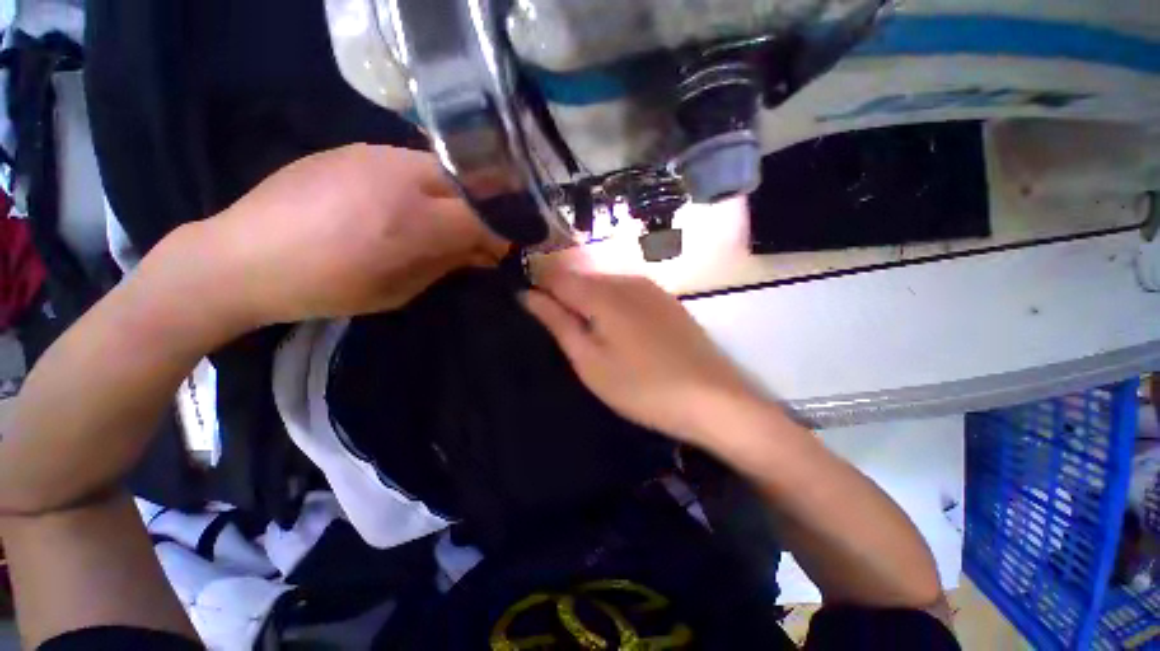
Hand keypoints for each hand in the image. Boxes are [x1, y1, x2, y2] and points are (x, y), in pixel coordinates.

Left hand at [205, 144, 507, 324]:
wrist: (241, 257)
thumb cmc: (326, 288)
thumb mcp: (400, 290)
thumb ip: (448, 265)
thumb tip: (483, 254)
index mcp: (411, 221)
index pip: (483, 218)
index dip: (501, 234)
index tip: (503, 250)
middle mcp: (400, 176)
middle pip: (468, 185)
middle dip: (482, 212)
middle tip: (475, 236)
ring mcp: (374, 153)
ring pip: (441, 169)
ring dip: (455, 196)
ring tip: (441, 220)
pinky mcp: (354, 147)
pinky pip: (410, 162)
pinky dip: (425, 184)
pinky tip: (407, 203)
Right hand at [522, 267, 762, 444]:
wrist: (713, 400)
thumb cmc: (642, 387)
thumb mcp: (590, 361)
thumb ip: (558, 323)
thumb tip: (527, 295)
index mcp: (603, 293)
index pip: (558, 276)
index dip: (540, 289)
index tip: (532, 310)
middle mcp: (627, 280)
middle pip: (583, 278)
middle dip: (566, 298)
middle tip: (563, 332)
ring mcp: (652, 289)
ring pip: (606, 285)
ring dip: (590, 303)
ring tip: (591, 336)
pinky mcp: (669, 301)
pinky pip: (629, 294)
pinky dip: (614, 306)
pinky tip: (621, 333)